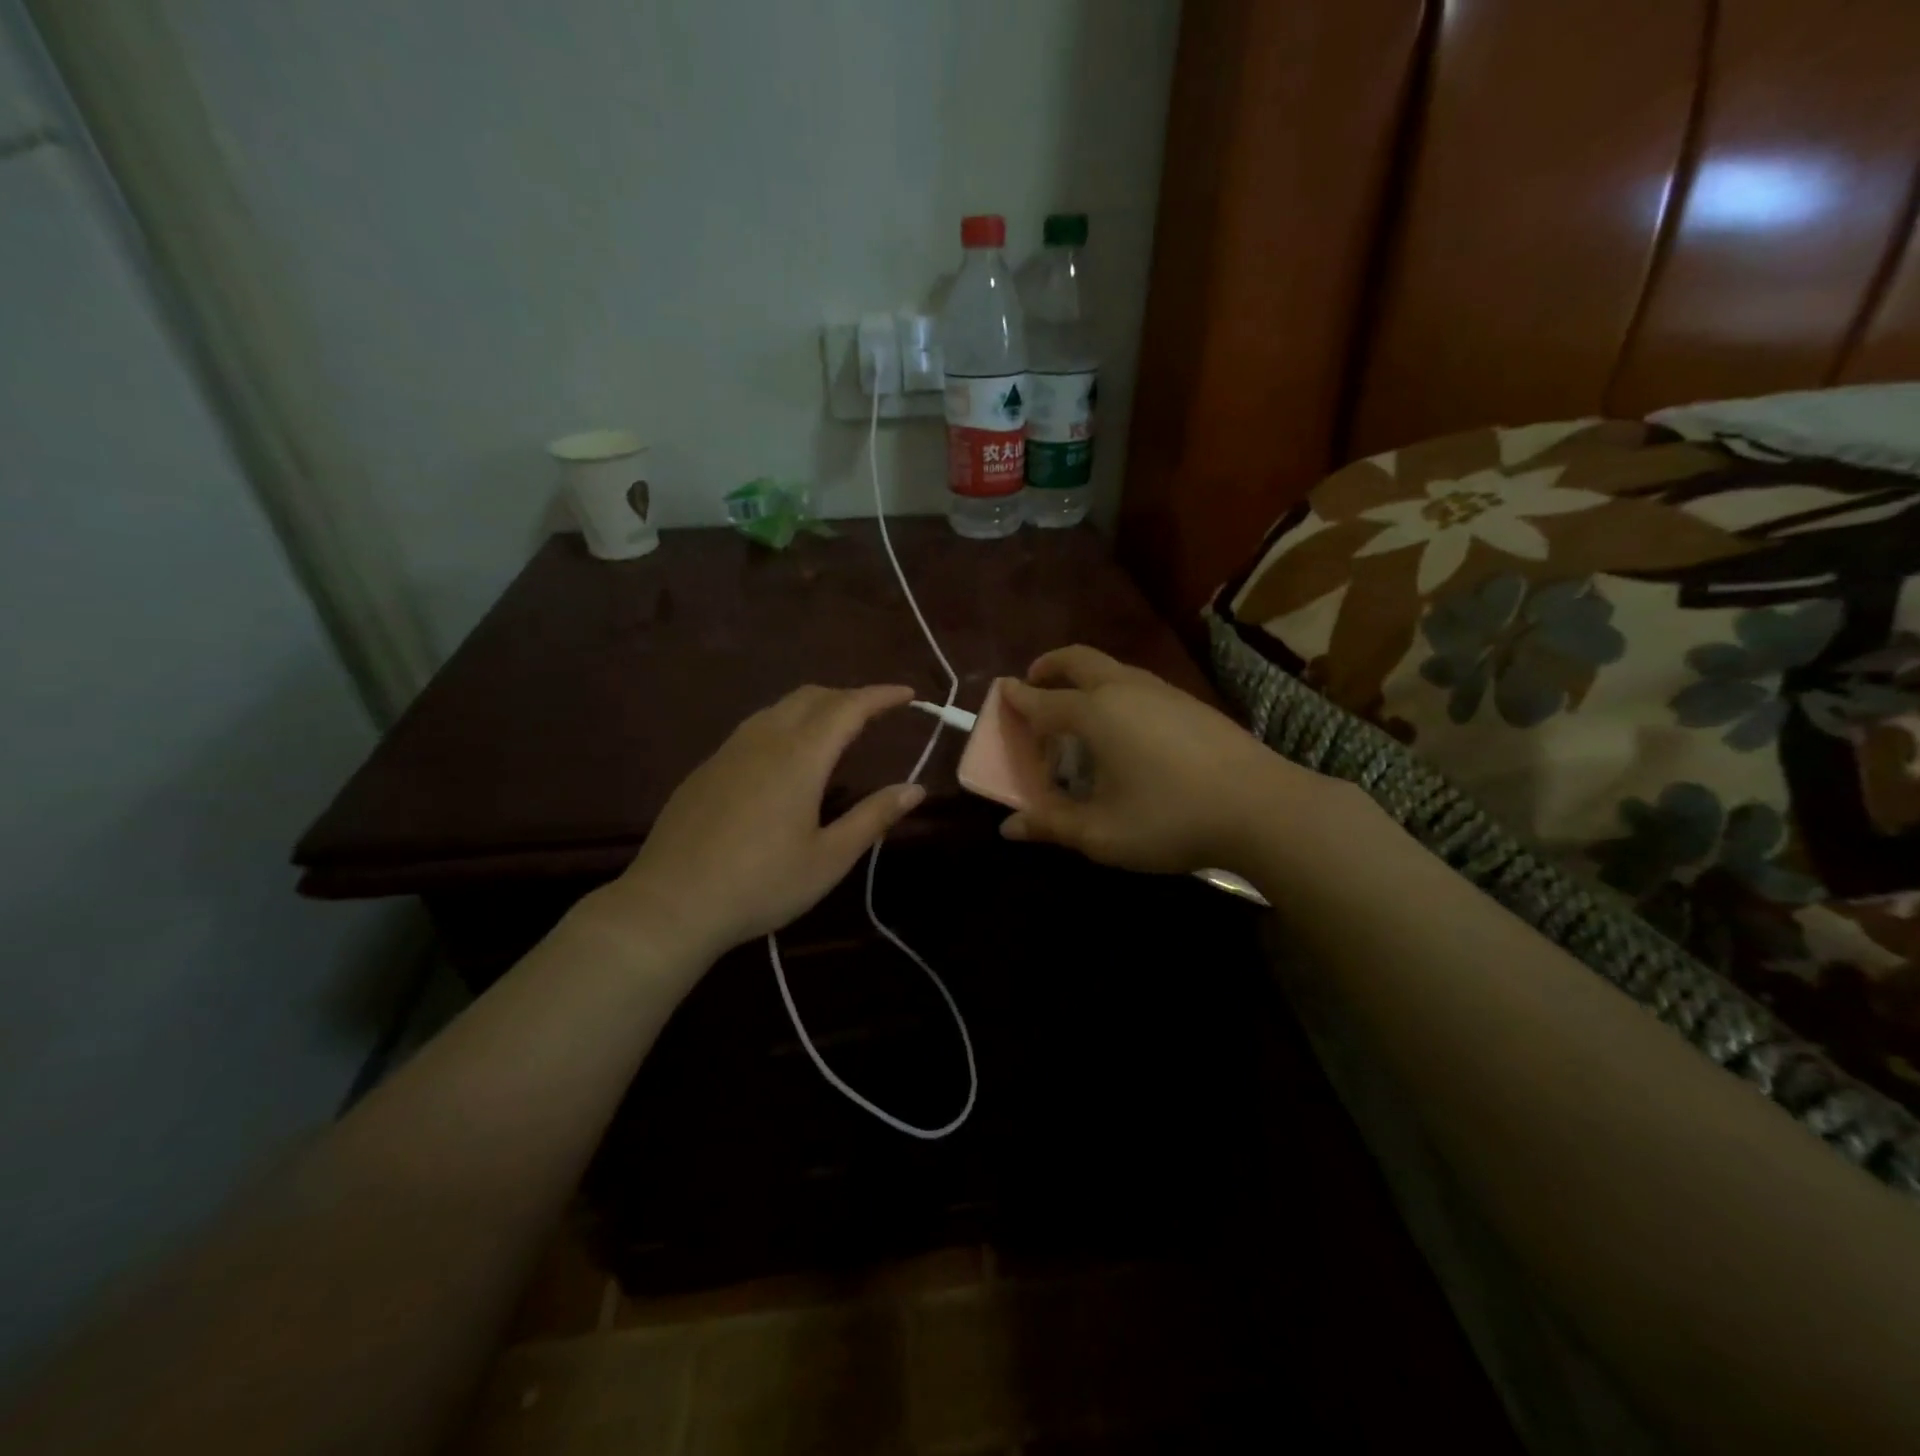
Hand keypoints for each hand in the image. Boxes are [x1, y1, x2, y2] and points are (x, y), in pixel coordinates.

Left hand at [588, 685, 924, 962]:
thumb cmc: (761, 884)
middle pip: (812, 697)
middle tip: (876, 715)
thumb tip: (914, 788)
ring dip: (815, 707)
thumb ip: (874, 817)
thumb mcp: (829, 858)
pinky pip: (755, 728)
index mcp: (800, 757)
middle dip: (849, 697)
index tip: (908, 694)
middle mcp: (764, 740)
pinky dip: (785, 725)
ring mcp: (729, 750)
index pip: (849, 708)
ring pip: (779, 708)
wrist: (671, 903)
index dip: (881, 696)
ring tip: (836, 732)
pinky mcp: (707, 768)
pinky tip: (786, 760)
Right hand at [999, 646, 1324, 874]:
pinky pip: (1136, 683)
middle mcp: (1124, 689)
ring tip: (1076, 711)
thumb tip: (1008, 828)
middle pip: (1077, 660)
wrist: (1263, 807)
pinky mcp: (1190, 702)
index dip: (1017, 700)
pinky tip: (1124, 728)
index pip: (1043, 701)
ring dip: (1083, 679)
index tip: (1001, 695)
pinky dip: (1112, 691)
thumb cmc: (1171, 819)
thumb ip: (1052, 826)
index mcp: (1095, 713)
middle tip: (1034, 684)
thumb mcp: (1102, 833)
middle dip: (1049, 667)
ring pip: (1111, 668)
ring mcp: (1162, 691)